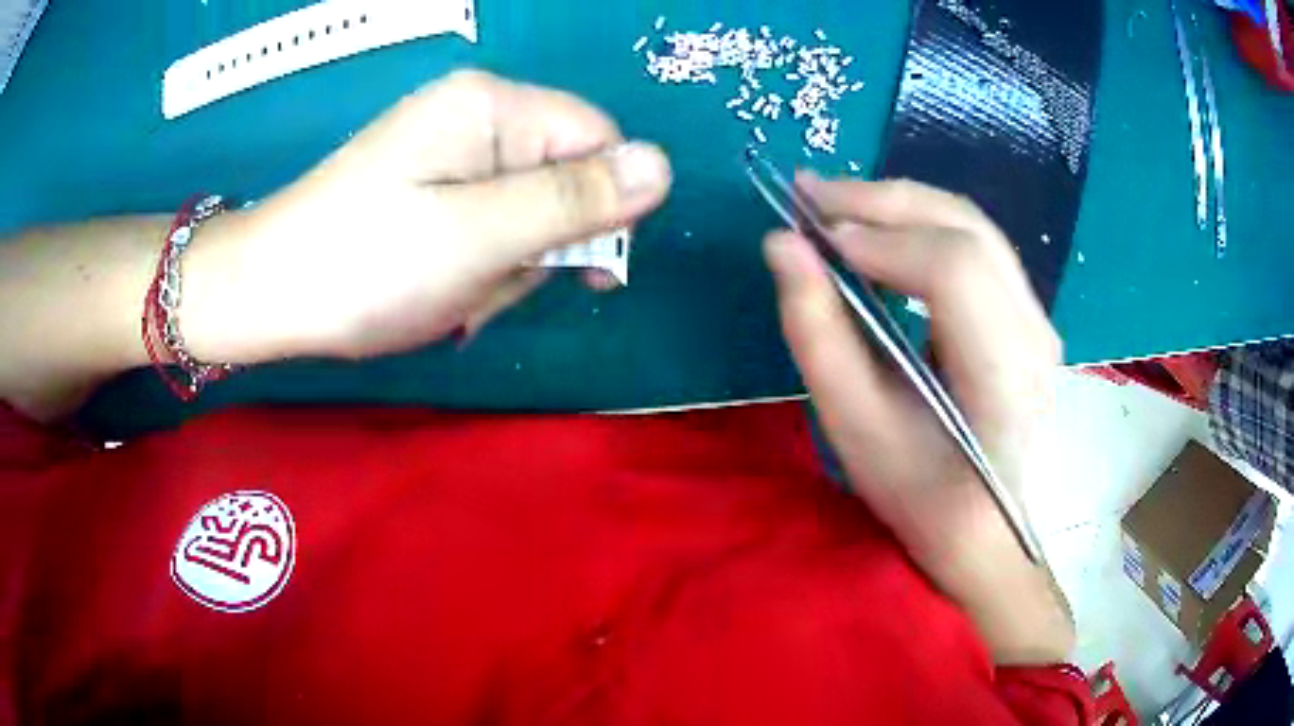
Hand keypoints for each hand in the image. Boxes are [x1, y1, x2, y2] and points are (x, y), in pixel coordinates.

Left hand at [189, 70, 671, 362]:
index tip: (590, 273)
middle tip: (484, 282)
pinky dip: (476, 267)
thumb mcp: (478, 236)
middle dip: (539, 244)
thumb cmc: (365, 265)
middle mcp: (476, 116)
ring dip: (504, 265)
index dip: (604, 205)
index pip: (598, 140)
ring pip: (526, 213)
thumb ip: (574, 200)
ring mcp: (449, 153)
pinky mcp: (430, 188)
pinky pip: (487, 226)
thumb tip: (663, 166)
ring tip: (452, 293)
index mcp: (492, 106)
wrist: (267, 295)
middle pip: (562, 178)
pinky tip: (439, 290)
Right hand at [764, 175, 1071, 663]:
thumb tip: (782, 243)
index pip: (955, 271)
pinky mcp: (1028, 314)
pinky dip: (922, 225)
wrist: (983, 527)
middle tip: (810, 195)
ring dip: (901, 205)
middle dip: (883, 201)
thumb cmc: (919, 493)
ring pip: (973, 226)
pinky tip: (882, 230)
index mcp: (1005, 379)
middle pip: (967, 230)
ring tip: (837, 206)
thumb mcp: (855, 427)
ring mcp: (1038, 320)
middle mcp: (1035, 335)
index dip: (883, 239)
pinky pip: (977, 245)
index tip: (814, 236)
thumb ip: (817, 332)